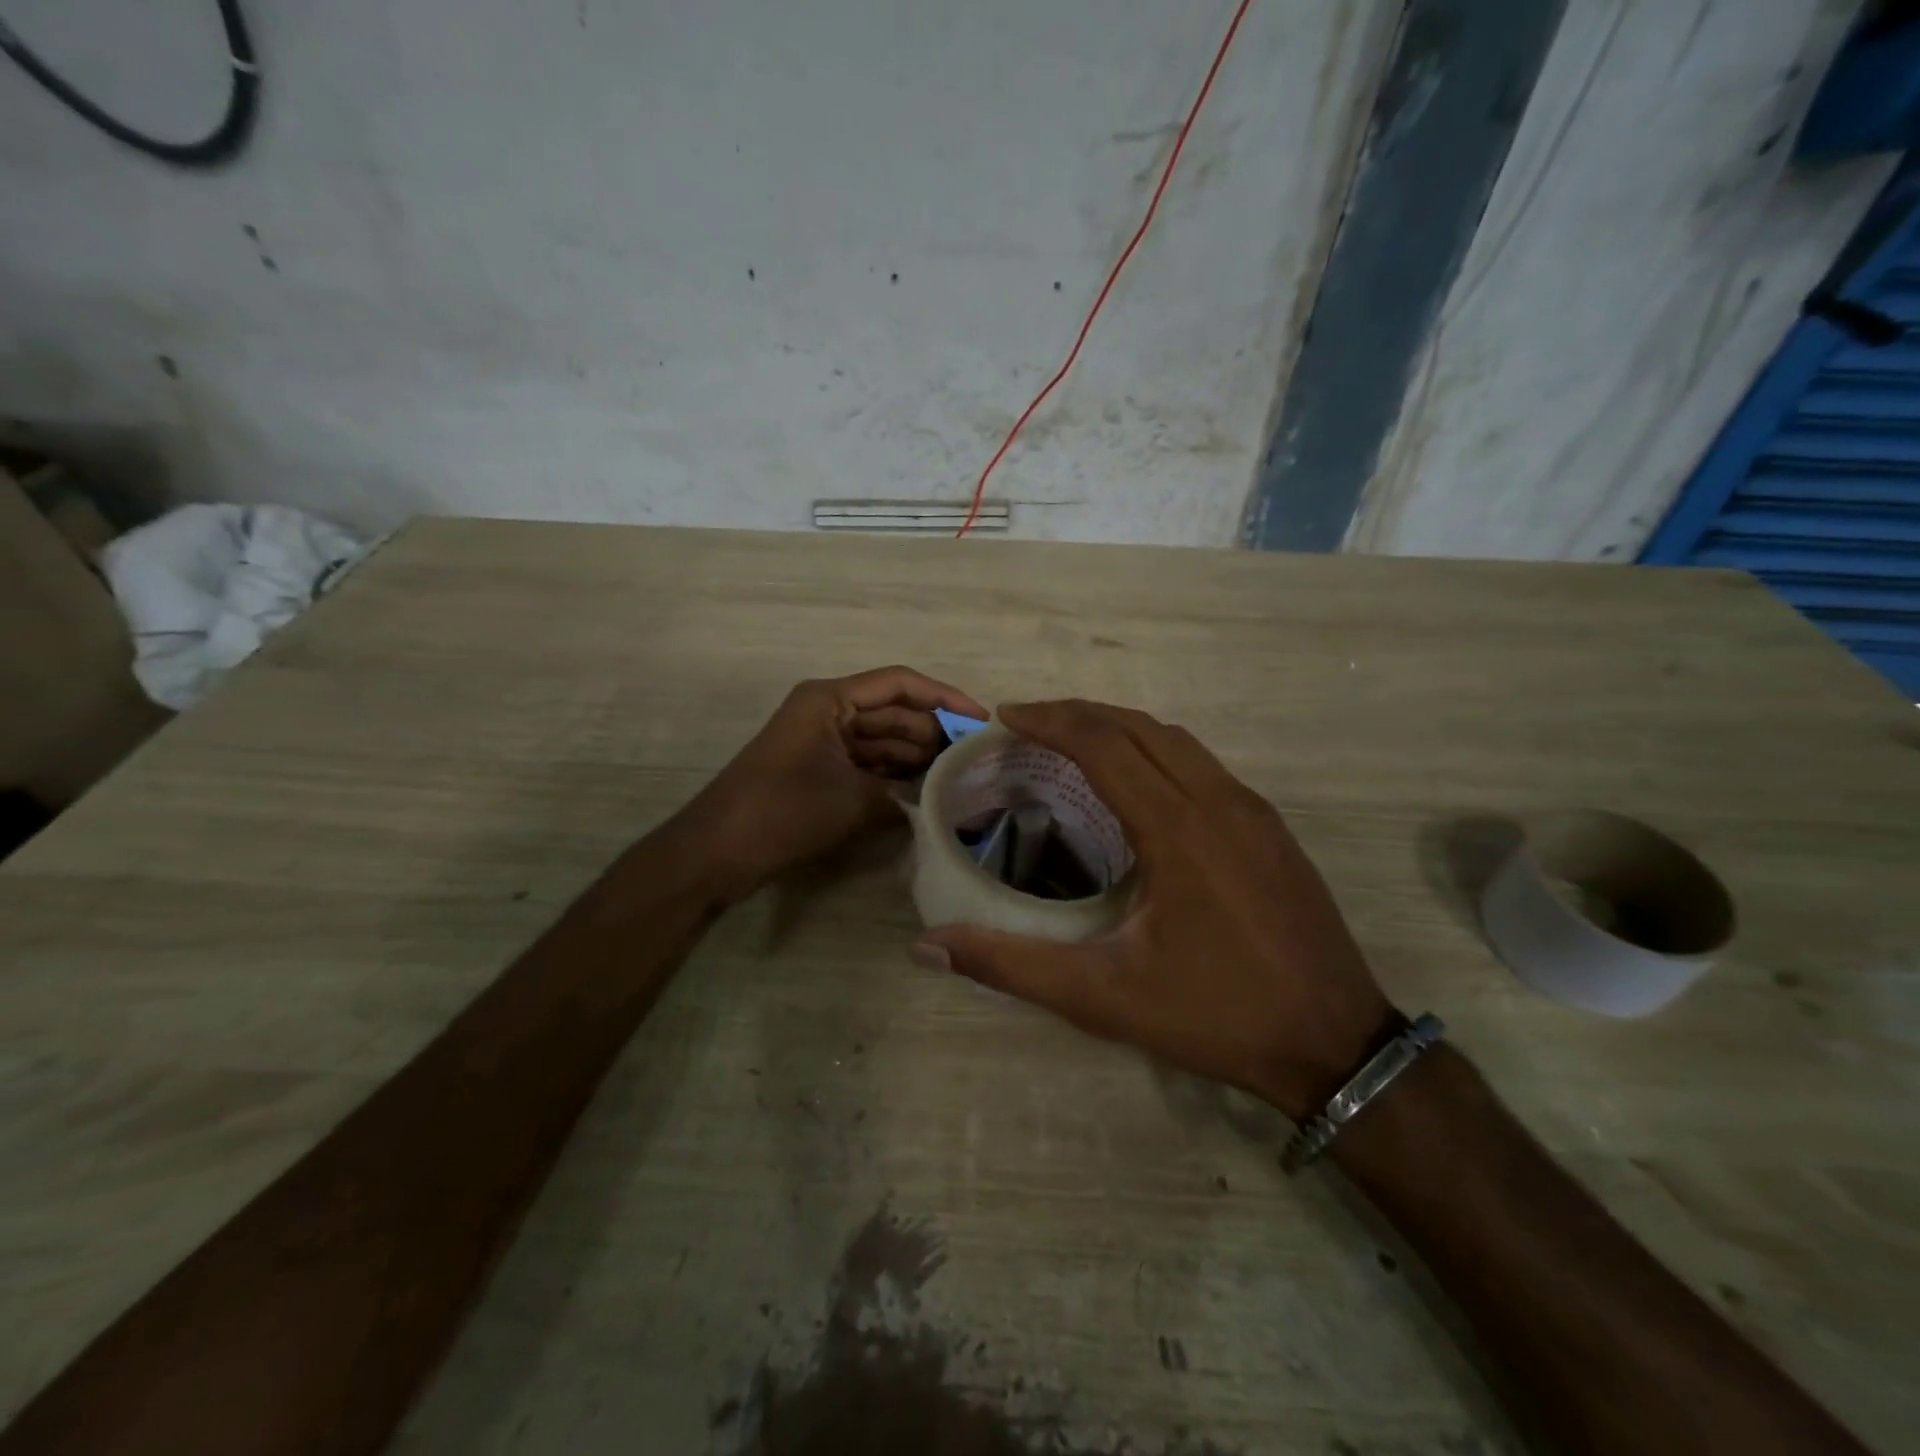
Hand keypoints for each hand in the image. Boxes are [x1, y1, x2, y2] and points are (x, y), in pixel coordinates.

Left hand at [676, 666, 986, 901]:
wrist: (718, 852)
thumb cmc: (783, 811)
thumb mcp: (853, 800)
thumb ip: (903, 794)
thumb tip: (940, 800)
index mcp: (830, 699)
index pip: (900, 684)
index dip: (945, 698)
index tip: (981, 720)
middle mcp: (828, 711)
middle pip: (894, 712)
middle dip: (934, 733)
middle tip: (977, 758)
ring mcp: (822, 741)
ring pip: (882, 740)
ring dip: (917, 757)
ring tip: (961, 777)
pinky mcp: (819, 770)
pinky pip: (867, 764)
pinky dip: (894, 776)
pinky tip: (927, 792)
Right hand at [913, 700, 1392, 1119]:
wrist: (1336, 1044)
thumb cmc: (1216, 1016)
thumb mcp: (1102, 997)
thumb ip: (1010, 966)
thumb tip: (928, 946)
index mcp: (1178, 829)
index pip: (1104, 745)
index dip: (1051, 721)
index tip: (1007, 716)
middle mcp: (1219, 802)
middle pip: (1140, 727)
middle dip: (1079, 714)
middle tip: (1029, 722)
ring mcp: (1253, 811)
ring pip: (1177, 739)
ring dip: (1120, 727)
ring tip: (1073, 740)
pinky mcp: (1271, 828)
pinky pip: (1203, 764)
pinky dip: (1156, 750)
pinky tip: (1136, 782)